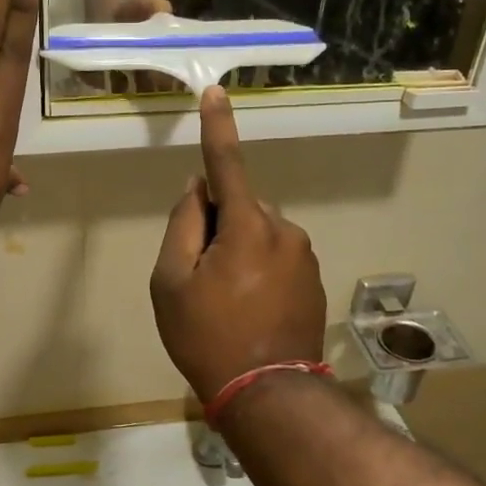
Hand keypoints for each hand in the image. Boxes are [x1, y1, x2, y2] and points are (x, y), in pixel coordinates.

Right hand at [150, 87, 326, 402]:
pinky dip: (257, 272)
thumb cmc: (207, 336)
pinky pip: (275, 258)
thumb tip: (200, 187)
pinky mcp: (313, 280)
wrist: (267, 393)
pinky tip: (248, 311)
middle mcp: (284, 230)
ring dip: (237, 252)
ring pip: (258, 235)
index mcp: (249, 226)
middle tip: (200, 279)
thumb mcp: (172, 281)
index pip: (227, 164)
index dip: (217, 127)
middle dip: (217, 227)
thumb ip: (184, 224)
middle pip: (239, 209)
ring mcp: (304, 256)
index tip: (215, 92)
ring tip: (225, 303)